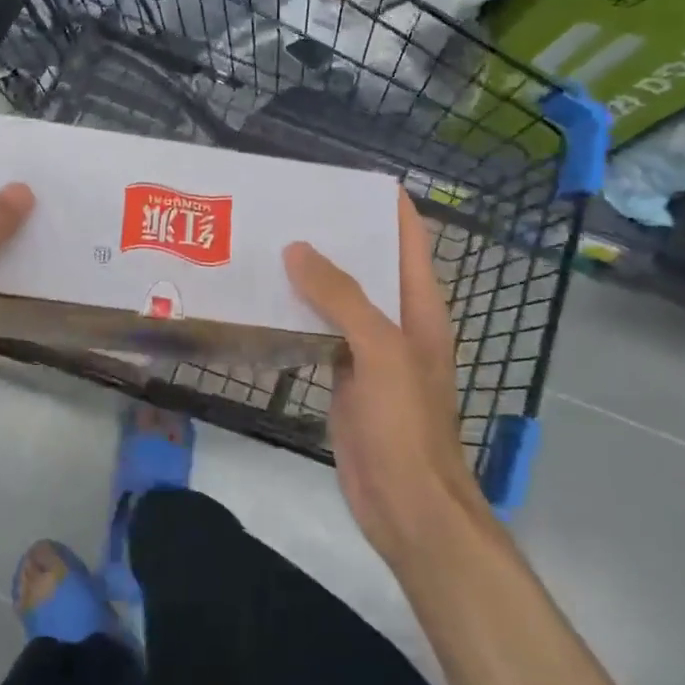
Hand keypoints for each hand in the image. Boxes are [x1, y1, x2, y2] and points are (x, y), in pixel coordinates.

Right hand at [283, 188, 480, 565]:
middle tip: (284, 208)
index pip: (408, 239)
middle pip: (367, 265)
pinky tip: (264, 300)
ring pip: (337, 299)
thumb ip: (342, 297)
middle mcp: (396, 321)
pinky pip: (318, 333)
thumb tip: (298, 248)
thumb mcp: (381, 351)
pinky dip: (296, 314)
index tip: (340, 180)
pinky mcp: (342, 377)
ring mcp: (367, 351)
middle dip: (333, 235)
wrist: (406, 504)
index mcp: (420, 307)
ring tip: (265, 244)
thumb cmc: (405, 424)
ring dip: (309, 275)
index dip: (384, 206)